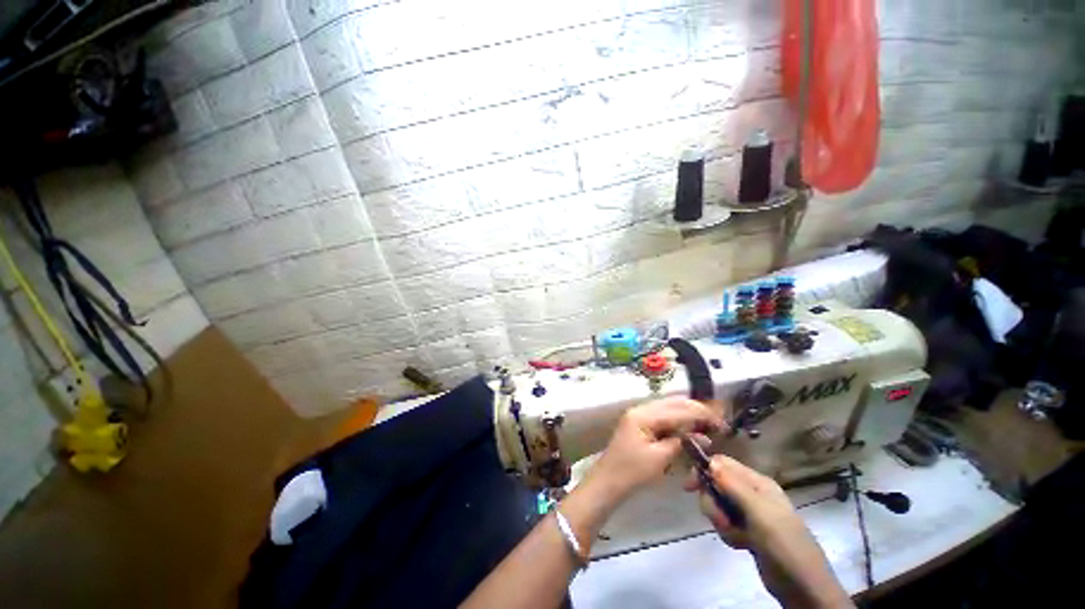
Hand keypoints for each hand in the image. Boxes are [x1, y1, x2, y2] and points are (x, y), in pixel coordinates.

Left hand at [584, 397, 722, 507]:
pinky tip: (690, 427)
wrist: (608, 480)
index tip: (721, 424)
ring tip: (707, 424)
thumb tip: (702, 434)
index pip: (677, 410)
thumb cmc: (632, 471)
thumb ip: (680, 442)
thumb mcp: (659, 459)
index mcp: (643, 415)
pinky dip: (678, 419)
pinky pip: (663, 415)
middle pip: (673, 403)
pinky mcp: (640, 422)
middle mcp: (641, 408)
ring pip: (669, 407)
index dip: (701, 415)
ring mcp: (639, 414)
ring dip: (688, 413)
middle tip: (717, 422)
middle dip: (696, 410)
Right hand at [683, 454, 852, 607]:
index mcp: (757, 482)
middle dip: (713, 503)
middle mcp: (752, 493)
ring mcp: (750, 513)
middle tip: (722, 521)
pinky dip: (728, 533)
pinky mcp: (748, 531)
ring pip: (719, 506)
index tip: (689, 487)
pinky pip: (726, 524)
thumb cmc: (784, 545)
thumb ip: (733, 486)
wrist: (805, 589)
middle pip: (716, 485)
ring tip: (737, 537)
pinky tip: (741, 544)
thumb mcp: (759, 513)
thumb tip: (709, 460)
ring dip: (721, 522)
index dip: (703, 470)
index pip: (722, 464)